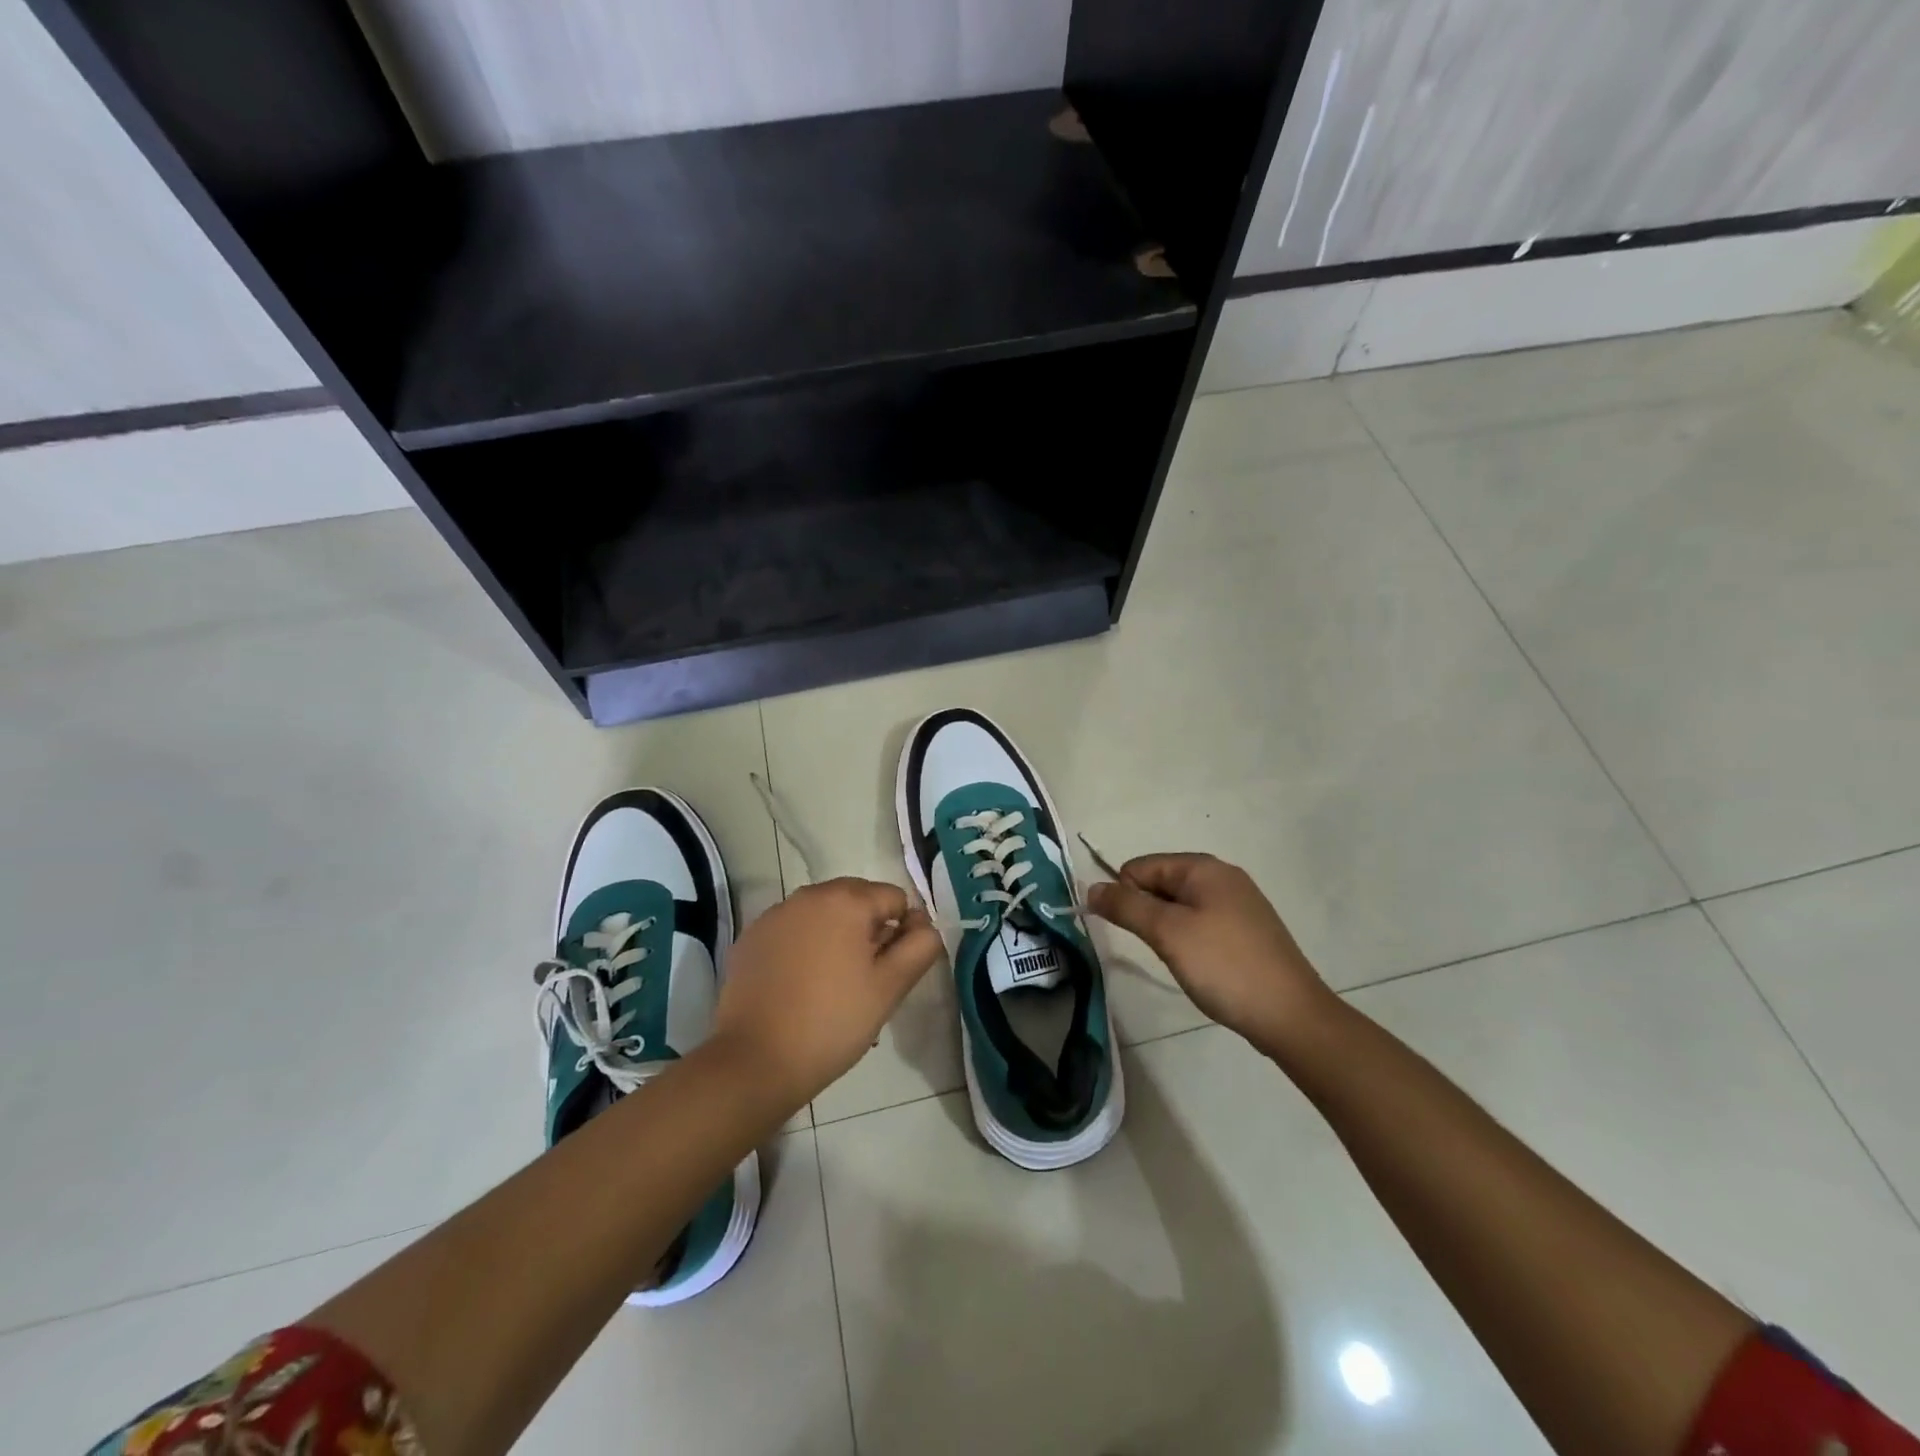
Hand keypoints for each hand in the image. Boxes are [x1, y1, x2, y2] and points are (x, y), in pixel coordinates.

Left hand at [711, 877, 942, 1106]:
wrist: (756, 1061)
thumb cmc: (833, 1021)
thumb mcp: (890, 987)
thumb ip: (920, 947)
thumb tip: (923, 925)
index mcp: (846, 900)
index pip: (894, 898)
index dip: (902, 932)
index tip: (890, 971)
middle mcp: (808, 895)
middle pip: (857, 899)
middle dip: (868, 930)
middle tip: (864, 979)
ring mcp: (775, 915)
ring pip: (823, 914)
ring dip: (836, 937)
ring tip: (832, 986)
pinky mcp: (751, 938)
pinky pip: (792, 931)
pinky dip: (804, 947)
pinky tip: (799, 987)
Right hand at [1088, 853, 1334, 1055]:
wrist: (1291, 1016)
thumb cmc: (1224, 967)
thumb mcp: (1167, 933)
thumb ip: (1126, 906)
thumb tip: (1092, 888)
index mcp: (1203, 867)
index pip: (1140, 867)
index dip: (1127, 896)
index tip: (1137, 933)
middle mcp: (1222, 876)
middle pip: (1160, 883)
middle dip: (1149, 913)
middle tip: (1160, 949)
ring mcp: (1239, 903)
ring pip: (1180, 906)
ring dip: (1168, 930)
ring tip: (1182, 960)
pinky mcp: (1248, 930)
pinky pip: (1202, 922)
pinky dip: (1190, 940)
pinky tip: (1202, 966)